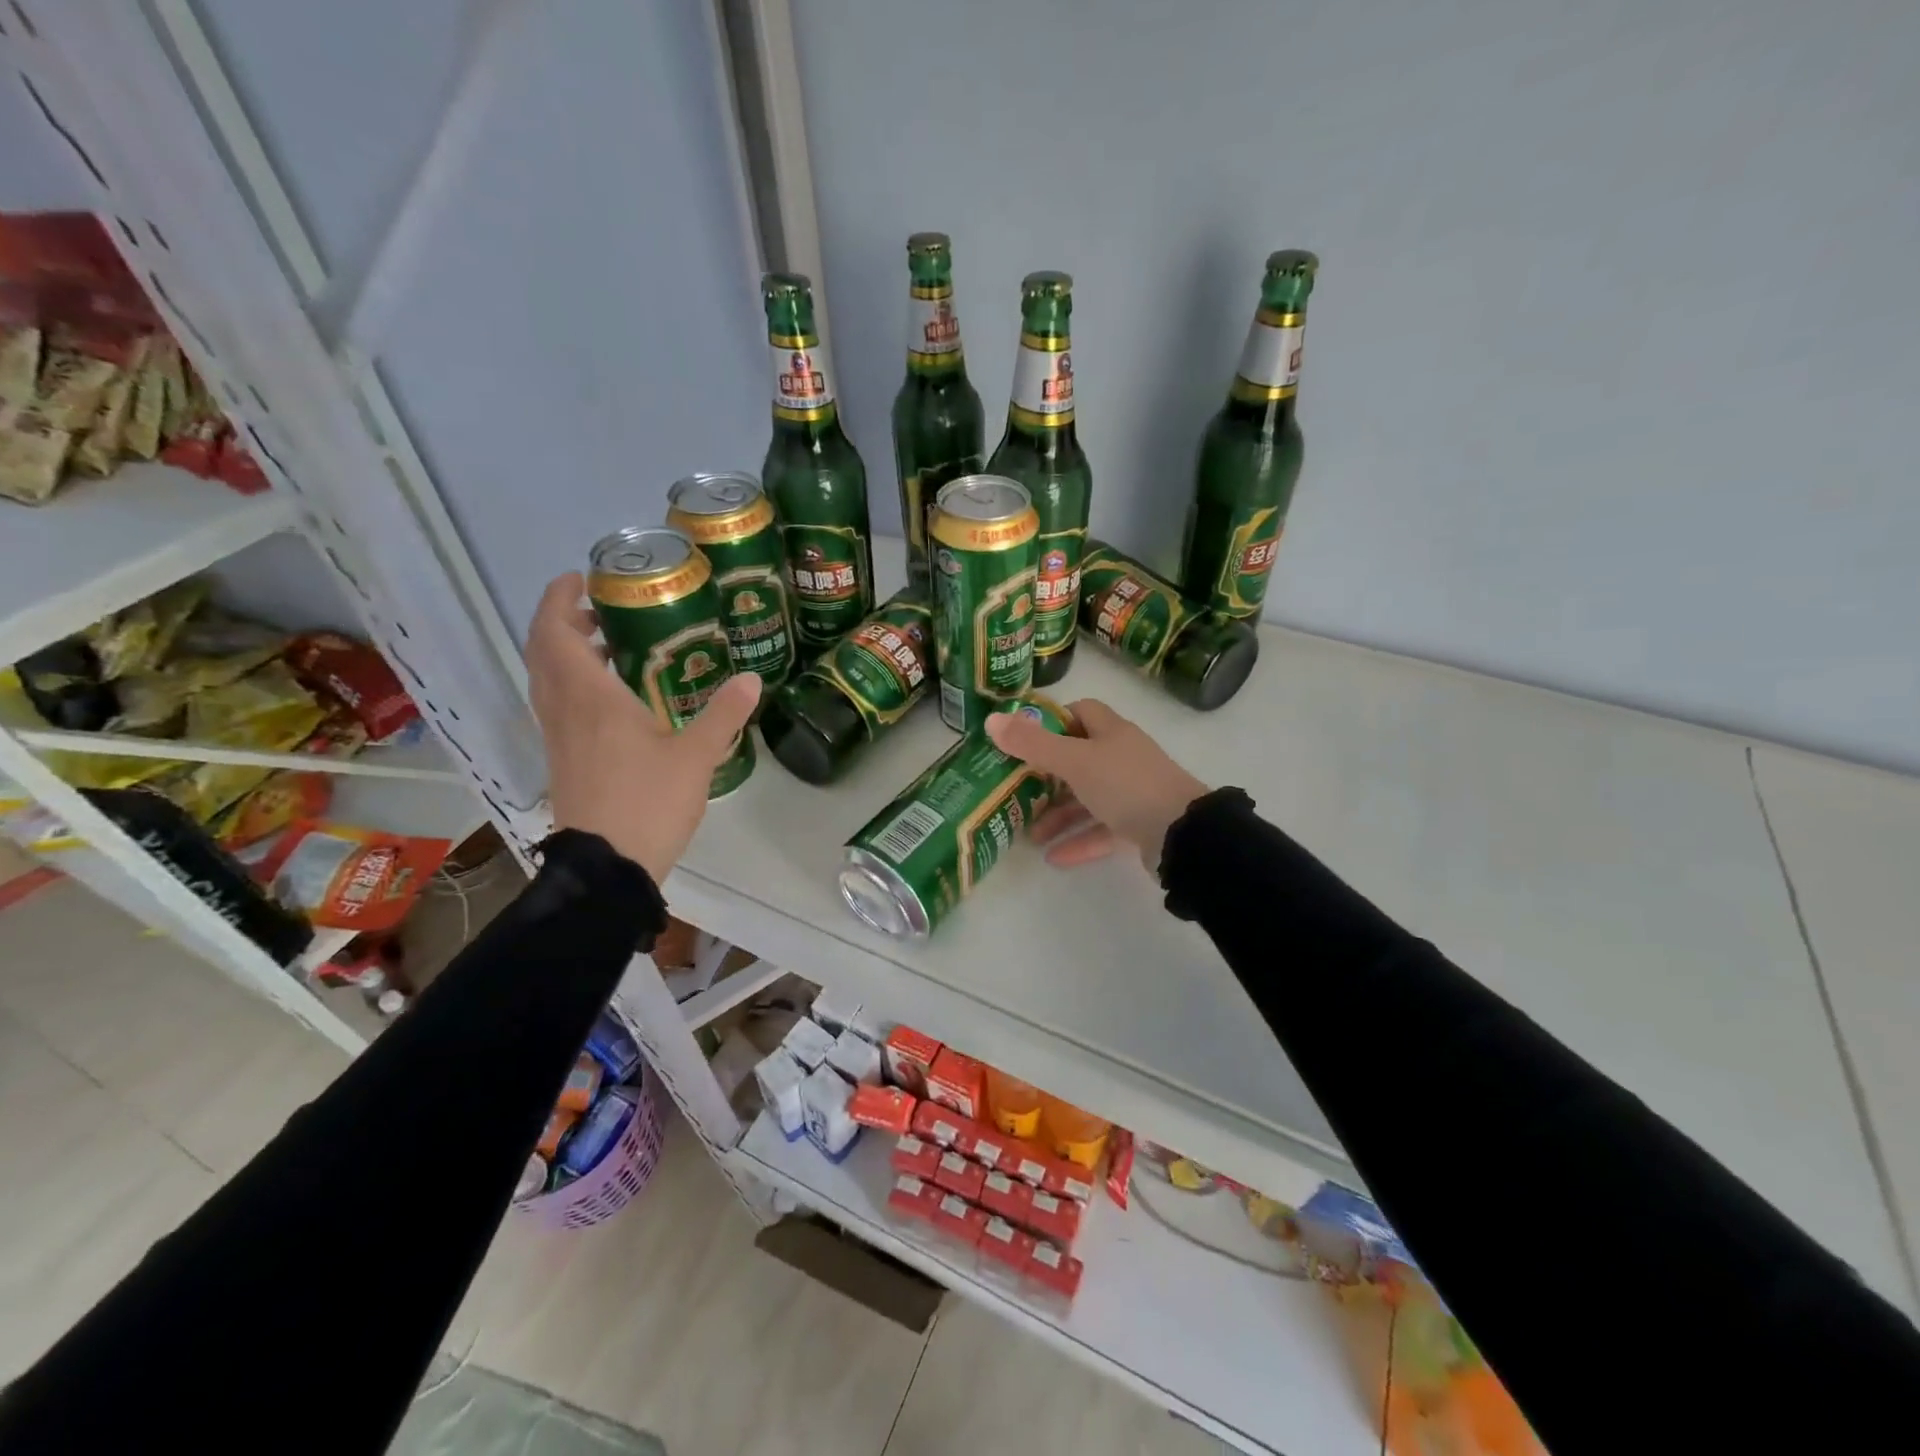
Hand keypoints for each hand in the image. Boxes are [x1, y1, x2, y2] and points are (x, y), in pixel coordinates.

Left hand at [526, 572, 759, 883]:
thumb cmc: (648, 802)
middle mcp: (565, 709)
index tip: (578, 579)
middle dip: (564, 622)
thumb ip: (723, 713)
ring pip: (549, 680)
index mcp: (590, 697)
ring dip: (568, 654)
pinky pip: (558, 705)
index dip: (558, 600)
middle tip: (601, 610)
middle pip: (546, 652)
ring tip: (610, 647)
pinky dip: (574, 684)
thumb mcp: (696, 756)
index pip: (555, 633)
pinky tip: (614, 699)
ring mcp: (559, 736)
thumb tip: (751, 679)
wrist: (607, 866)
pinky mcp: (564, 759)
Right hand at [985, 699, 1207, 871]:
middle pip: (1079, 759)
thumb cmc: (1125, 785)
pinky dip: (1079, 841)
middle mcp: (1122, 757)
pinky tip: (1054, 859)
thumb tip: (991, 720)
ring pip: (1088, 799)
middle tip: (1016, 791)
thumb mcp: (1074, 761)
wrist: (1182, 833)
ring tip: (1030, 835)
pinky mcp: (1139, 824)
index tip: (1023, 739)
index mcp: (1111, 732)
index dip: (1052, 721)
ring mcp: (1133, 792)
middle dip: (1047, 777)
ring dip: (1059, 815)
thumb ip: (1032, 744)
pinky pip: (1102, 830)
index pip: (1080, 712)